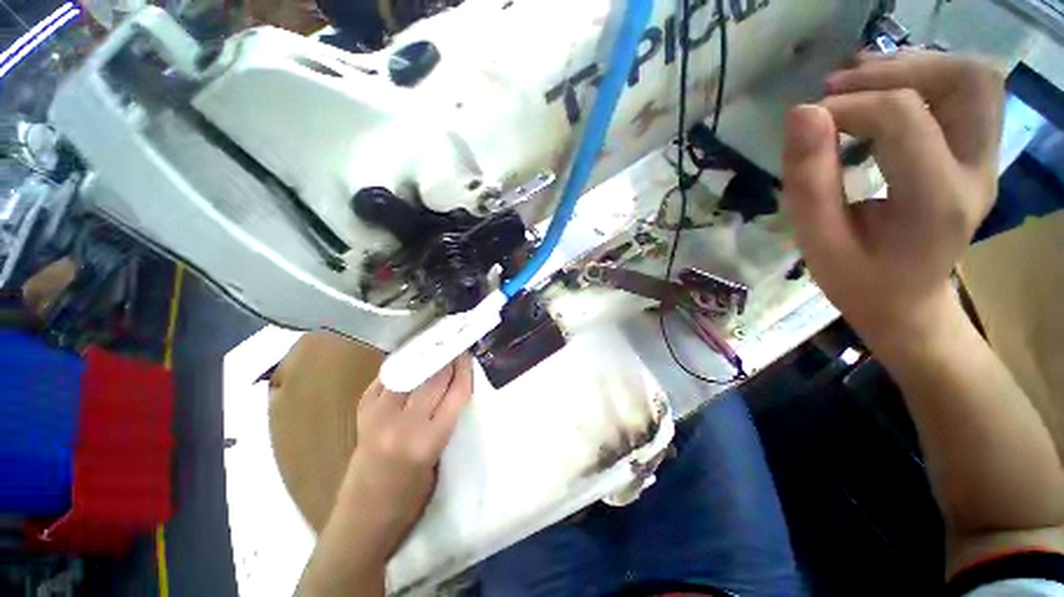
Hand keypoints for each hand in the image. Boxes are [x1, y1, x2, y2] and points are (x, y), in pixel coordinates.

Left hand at [336, 355, 473, 558]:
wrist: (363, 516)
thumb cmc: (411, 495)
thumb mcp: (438, 456)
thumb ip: (446, 417)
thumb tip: (453, 383)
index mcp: (428, 441)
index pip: (456, 392)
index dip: (464, 369)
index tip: (468, 353)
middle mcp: (403, 424)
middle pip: (434, 377)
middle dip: (447, 358)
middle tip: (454, 346)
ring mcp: (378, 415)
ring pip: (410, 371)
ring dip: (425, 358)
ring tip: (435, 348)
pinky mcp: (362, 411)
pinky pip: (387, 377)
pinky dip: (402, 367)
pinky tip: (411, 362)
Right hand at [782, 51, 1004, 347]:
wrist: (908, 303)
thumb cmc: (857, 280)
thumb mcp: (817, 241)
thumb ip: (808, 181)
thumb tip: (801, 113)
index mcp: (935, 202)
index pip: (903, 118)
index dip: (849, 105)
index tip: (806, 120)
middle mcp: (976, 173)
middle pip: (964, 82)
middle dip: (897, 70)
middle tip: (841, 88)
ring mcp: (987, 162)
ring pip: (974, 79)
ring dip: (916, 67)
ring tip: (861, 83)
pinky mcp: (980, 156)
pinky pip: (970, 94)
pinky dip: (928, 77)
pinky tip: (885, 92)